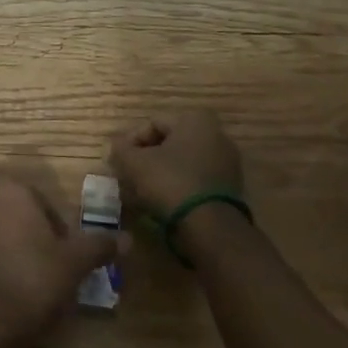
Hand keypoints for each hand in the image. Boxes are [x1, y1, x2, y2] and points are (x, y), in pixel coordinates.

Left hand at [0, 175, 121, 347]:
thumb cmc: (33, 279)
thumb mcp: (74, 263)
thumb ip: (99, 245)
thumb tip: (129, 239)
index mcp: (12, 189)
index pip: (42, 199)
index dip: (57, 225)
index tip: (65, 251)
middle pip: (18, 210)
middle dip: (33, 229)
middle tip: (50, 261)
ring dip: (15, 243)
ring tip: (33, 276)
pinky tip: (12, 285)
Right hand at [108, 109, 243, 219]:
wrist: (211, 228)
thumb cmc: (170, 182)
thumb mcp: (134, 163)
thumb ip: (121, 150)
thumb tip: (117, 147)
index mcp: (195, 120)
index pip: (152, 124)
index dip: (130, 143)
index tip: (118, 162)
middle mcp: (216, 135)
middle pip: (168, 145)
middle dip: (146, 160)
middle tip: (128, 177)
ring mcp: (226, 163)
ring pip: (181, 165)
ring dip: (160, 175)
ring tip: (140, 194)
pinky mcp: (230, 189)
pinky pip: (195, 182)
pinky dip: (177, 189)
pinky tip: (160, 204)